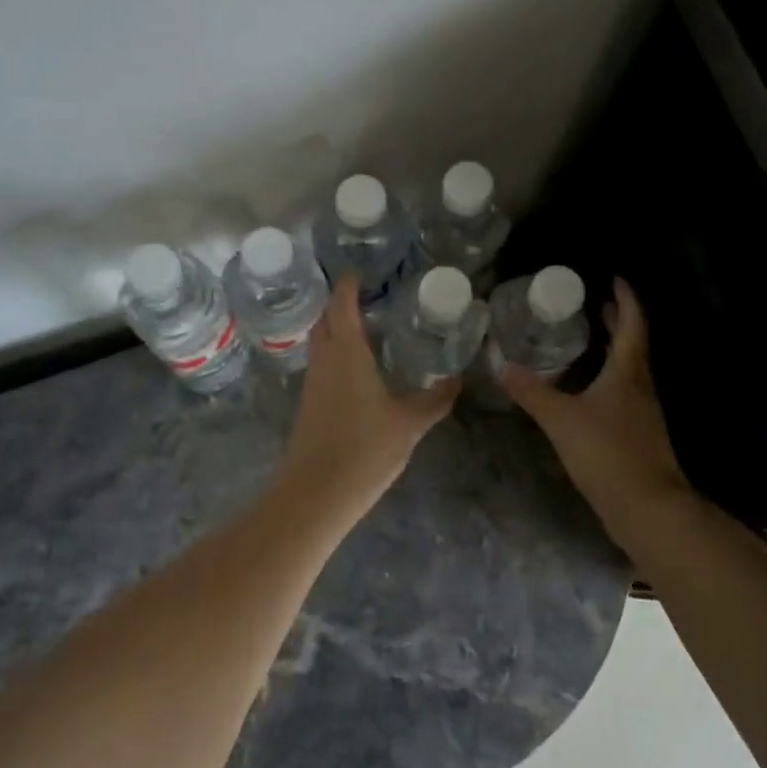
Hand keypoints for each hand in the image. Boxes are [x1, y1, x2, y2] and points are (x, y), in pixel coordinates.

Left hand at [277, 275, 457, 524]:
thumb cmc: (363, 450)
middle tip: (373, 298)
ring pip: (321, 341)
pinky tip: (360, 369)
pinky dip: (337, 353)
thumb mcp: (409, 424)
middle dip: (342, 303)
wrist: (314, 495)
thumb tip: (457, 380)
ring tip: (370, 329)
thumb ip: (435, 400)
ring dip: (338, 328)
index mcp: (346, 351)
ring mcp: (312, 382)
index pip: (341, 303)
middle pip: (325, 318)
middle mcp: (324, 359)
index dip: (350, 284)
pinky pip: (322, 363)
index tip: (364, 272)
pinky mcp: (309, 403)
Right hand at [501, 277, 690, 532]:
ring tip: (588, 340)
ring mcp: (642, 413)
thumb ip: (531, 391)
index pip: (632, 324)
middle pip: (632, 345)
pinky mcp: (638, 436)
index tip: (614, 279)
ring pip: (628, 370)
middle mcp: (640, 387)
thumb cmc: (608, 453)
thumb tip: (500, 364)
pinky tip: (586, 390)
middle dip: (616, 322)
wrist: (649, 509)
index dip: (625, 299)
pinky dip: (607, 379)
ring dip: (612, 350)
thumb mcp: (562, 419)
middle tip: (596, 304)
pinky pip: (623, 394)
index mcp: (628, 372)